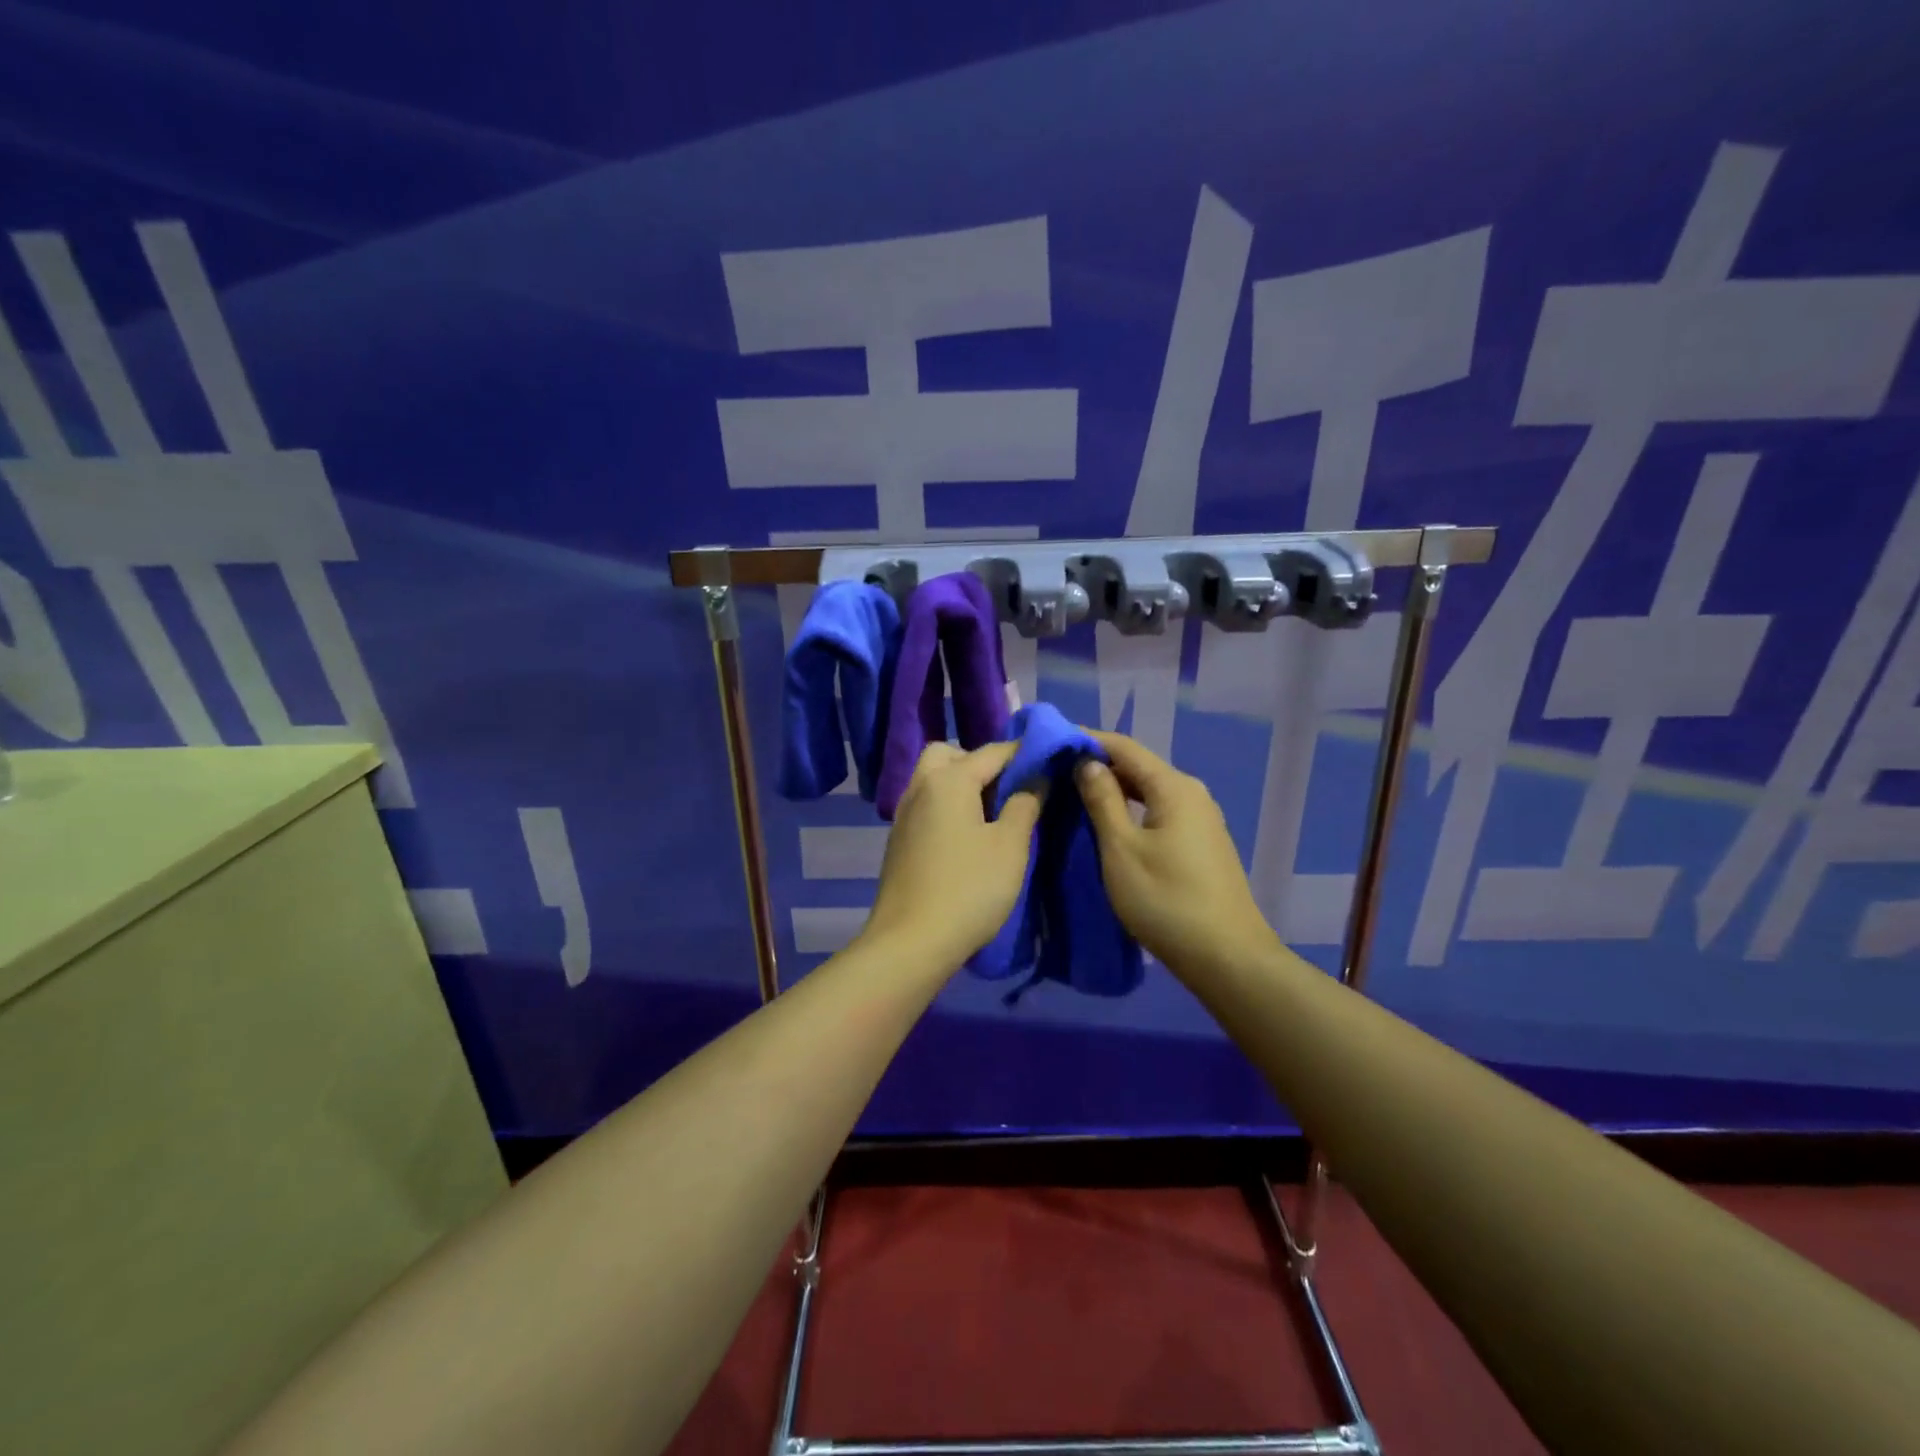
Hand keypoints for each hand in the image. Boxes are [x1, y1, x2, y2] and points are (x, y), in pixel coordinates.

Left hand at [862, 741, 1042, 969]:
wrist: (910, 943)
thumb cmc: (969, 889)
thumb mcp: (1010, 846)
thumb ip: (1025, 803)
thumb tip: (1035, 777)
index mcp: (948, 780)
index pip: (992, 751)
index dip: (1024, 752)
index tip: (1050, 760)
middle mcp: (920, 787)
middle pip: (949, 755)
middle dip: (980, 763)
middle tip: (1009, 790)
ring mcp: (903, 815)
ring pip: (933, 780)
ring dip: (961, 785)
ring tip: (993, 816)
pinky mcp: (898, 841)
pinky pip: (926, 805)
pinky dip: (947, 807)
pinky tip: (967, 838)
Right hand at [1075, 731, 1276, 974]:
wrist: (1227, 957)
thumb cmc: (1166, 900)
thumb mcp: (1121, 849)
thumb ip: (1103, 800)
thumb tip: (1087, 761)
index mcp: (1174, 787)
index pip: (1124, 747)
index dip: (1088, 740)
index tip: (1052, 742)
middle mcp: (1192, 793)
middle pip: (1139, 766)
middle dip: (1099, 765)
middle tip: (1057, 772)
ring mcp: (1201, 819)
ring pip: (1150, 791)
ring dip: (1115, 789)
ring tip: (1076, 795)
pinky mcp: (1202, 842)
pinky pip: (1160, 811)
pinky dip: (1132, 809)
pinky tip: (1111, 823)